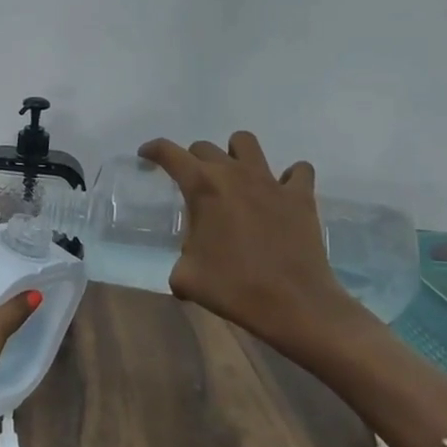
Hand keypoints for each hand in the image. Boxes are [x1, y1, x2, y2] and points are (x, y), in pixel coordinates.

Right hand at [139, 131, 366, 357]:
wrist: (293, 303)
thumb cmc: (233, 287)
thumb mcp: (187, 277)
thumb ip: (180, 260)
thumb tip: (186, 264)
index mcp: (202, 187)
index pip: (169, 153)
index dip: (153, 150)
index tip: (146, 155)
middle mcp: (234, 174)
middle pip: (205, 148)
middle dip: (193, 160)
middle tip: (193, 185)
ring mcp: (270, 181)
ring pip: (246, 143)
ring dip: (235, 154)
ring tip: (235, 177)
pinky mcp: (300, 196)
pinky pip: (298, 170)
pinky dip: (289, 177)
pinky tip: (282, 193)